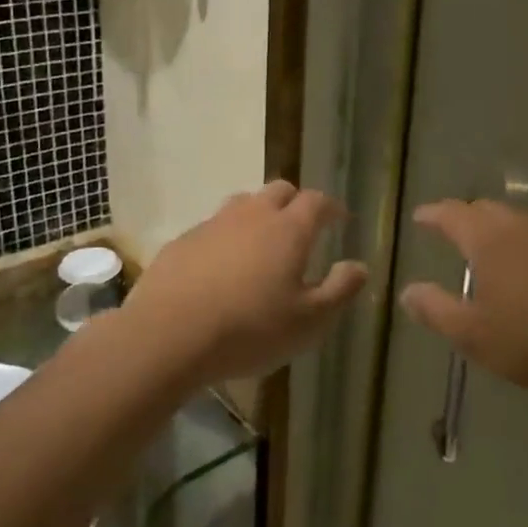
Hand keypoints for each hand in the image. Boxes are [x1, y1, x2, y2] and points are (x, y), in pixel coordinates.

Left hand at [119, 181, 367, 387]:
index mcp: (289, 229)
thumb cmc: (250, 330)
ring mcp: (213, 224)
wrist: (168, 335)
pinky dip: (226, 236)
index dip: (331, 208)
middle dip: (295, 203)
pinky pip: (213, 227)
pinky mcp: (183, 240)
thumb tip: (359, 266)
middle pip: (279, 190)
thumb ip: (340, 290)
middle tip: (302, 227)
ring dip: (259, 214)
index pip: (317, 201)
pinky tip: (221, 266)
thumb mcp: (309, 322)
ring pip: (243, 204)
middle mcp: (252, 215)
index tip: (339, 219)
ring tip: (262, 243)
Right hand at [400, 200, 527, 402]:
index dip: (433, 214)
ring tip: (488, 252)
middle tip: (452, 231)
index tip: (420, 217)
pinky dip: (524, 245)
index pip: (452, 214)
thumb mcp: (471, 333)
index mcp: (487, 239)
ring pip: (517, 221)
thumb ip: (435, 309)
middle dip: (465, 216)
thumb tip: (407, 292)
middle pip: (486, 209)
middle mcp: (519, 227)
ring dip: (497, 229)